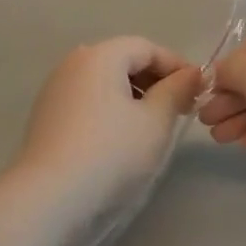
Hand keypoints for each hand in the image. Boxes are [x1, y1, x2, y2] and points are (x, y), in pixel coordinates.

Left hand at [15, 37, 202, 212]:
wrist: (49, 198)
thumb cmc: (111, 152)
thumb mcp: (156, 121)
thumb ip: (177, 91)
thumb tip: (192, 74)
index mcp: (100, 56)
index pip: (147, 47)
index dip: (177, 66)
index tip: (199, 91)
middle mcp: (73, 64)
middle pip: (123, 60)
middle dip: (155, 81)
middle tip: (181, 109)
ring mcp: (55, 90)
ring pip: (105, 82)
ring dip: (134, 96)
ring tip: (154, 125)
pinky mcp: (46, 117)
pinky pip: (88, 101)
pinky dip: (111, 109)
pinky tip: (122, 138)